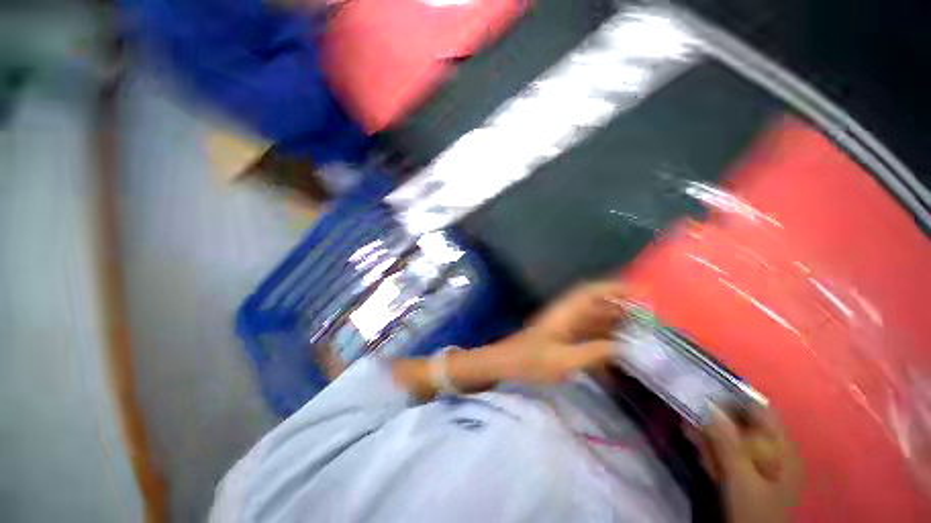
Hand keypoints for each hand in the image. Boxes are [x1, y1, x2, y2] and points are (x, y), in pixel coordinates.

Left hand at [488, 280, 627, 384]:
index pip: (590, 291)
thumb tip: (624, 346)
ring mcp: (564, 325)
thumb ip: (593, 352)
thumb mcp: (563, 360)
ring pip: (593, 318)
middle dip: (620, 307)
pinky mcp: (563, 336)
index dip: (613, 287)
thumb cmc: (531, 361)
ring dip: (614, 322)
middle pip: (596, 304)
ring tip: (641, 333)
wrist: (506, 364)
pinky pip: (587, 332)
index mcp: (565, 312)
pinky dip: (603, 336)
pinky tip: (618, 348)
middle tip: (648, 318)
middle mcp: (566, 314)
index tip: (639, 292)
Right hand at [698, 406, 802, 522]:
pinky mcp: (748, 474)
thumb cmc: (754, 510)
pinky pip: (730, 452)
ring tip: (687, 428)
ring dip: (710, 432)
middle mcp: (775, 451)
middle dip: (716, 416)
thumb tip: (710, 406)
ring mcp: (762, 464)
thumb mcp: (741, 479)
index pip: (762, 410)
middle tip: (690, 411)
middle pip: (745, 423)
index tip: (706, 389)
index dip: (735, 396)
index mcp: (783, 448)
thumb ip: (728, 443)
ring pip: (734, 438)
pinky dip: (713, 447)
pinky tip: (696, 445)